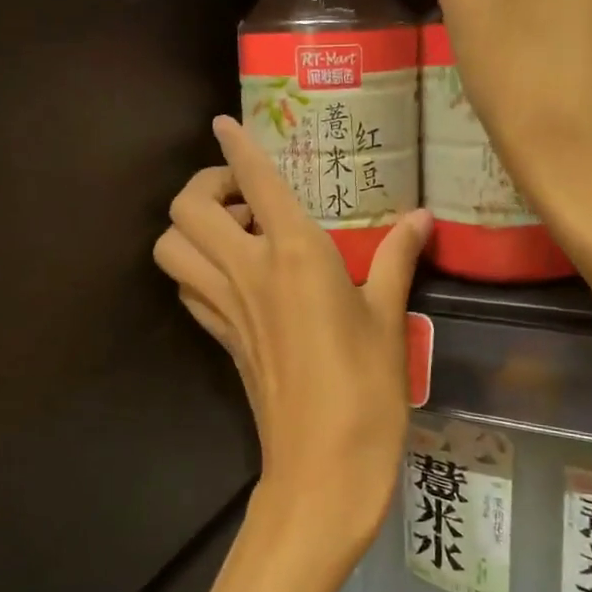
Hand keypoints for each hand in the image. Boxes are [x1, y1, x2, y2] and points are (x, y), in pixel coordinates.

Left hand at [154, 117, 430, 558]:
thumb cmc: (367, 390)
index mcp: (294, 255)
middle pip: (187, 209)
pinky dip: (196, 269)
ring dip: (192, 228)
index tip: (224, 122)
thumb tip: (420, 218)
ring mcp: (225, 308)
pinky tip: (235, 278)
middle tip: (244, 195)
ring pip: (171, 249)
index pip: (254, 180)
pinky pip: (187, 290)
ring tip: (236, 232)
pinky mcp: (221, 340)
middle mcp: (247, 272)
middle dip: (205, 185)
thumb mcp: (389, 318)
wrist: (323, 468)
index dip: (235, 145)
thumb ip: (396, 259)